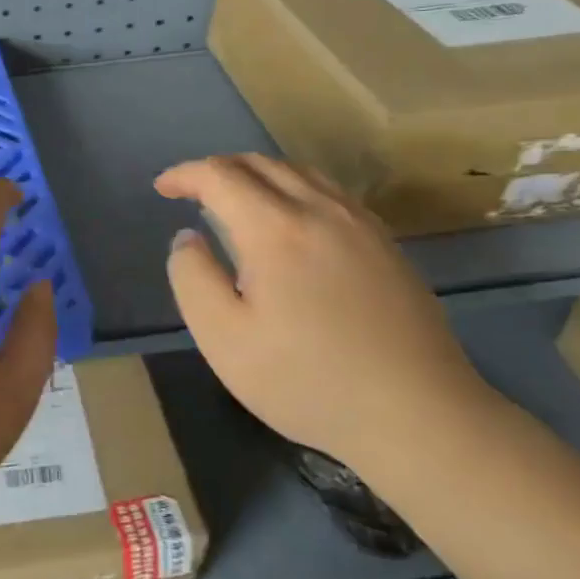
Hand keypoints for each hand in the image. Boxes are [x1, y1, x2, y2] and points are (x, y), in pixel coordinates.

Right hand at [156, 154, 498, 470]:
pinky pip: (329, 192)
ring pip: (300, 172)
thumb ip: (192, 278)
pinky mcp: (386, 244)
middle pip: (261, 163)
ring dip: (257, 174)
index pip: (220, 175)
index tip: (162, 188)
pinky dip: (294, 188)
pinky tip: (291, 220)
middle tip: (192, 191)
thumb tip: (188, 238)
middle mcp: (320, 210)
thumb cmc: (306, 380)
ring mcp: (360, 224)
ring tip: (236, 199)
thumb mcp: (223, 338)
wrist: (417, 414)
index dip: (185, 174)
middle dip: (218, 169)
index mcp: (275, 229)